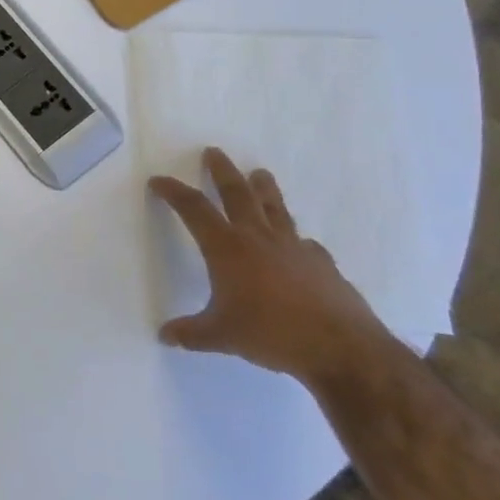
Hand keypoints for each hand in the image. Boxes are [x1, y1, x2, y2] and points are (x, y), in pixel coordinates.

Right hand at [150, 148, 389, 386]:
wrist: (340, 347)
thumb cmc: (270, 333)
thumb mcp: (221, 336)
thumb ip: (191, 333)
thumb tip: (164, 335)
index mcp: (227, 248)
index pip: (194, 209)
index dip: (174, 192)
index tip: (159, 181)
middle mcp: (258, 238)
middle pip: (237, 193)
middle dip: (222, 171)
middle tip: (214, 152)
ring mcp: (294, 247)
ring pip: (275, 208)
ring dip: (264, 188)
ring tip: (260, 173)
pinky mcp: (321, 263)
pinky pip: (304, 243)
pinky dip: (295, 239)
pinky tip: (298, 244)